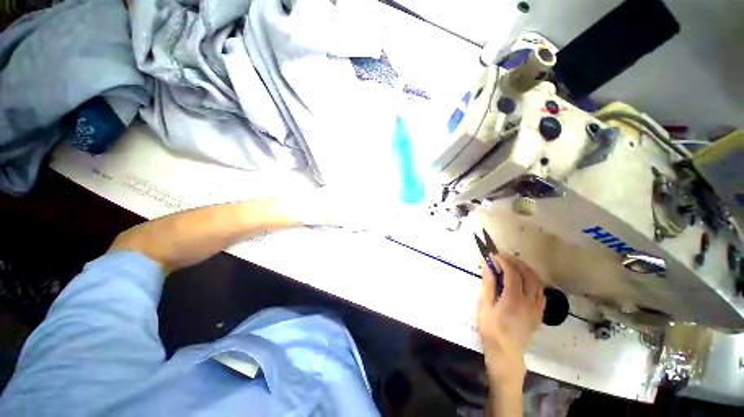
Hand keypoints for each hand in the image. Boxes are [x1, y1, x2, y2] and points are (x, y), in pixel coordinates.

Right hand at [477, 254, 544, 388]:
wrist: (505, 352)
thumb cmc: (491, 329)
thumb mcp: (484, 305)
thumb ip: (488, 285)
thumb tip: (488, 267)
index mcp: (514, 299)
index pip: (513, 273)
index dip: (504, 261)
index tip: (494, 255)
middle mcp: (530, 302)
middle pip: (528, 275)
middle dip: (516, 262)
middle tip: (504, 256)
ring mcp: (537, 308)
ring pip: (538, 283)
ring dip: (527, 270)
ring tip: (514, 264)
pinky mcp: (539, 313)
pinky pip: (541, 292)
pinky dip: (534, 281)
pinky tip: (525, 280)